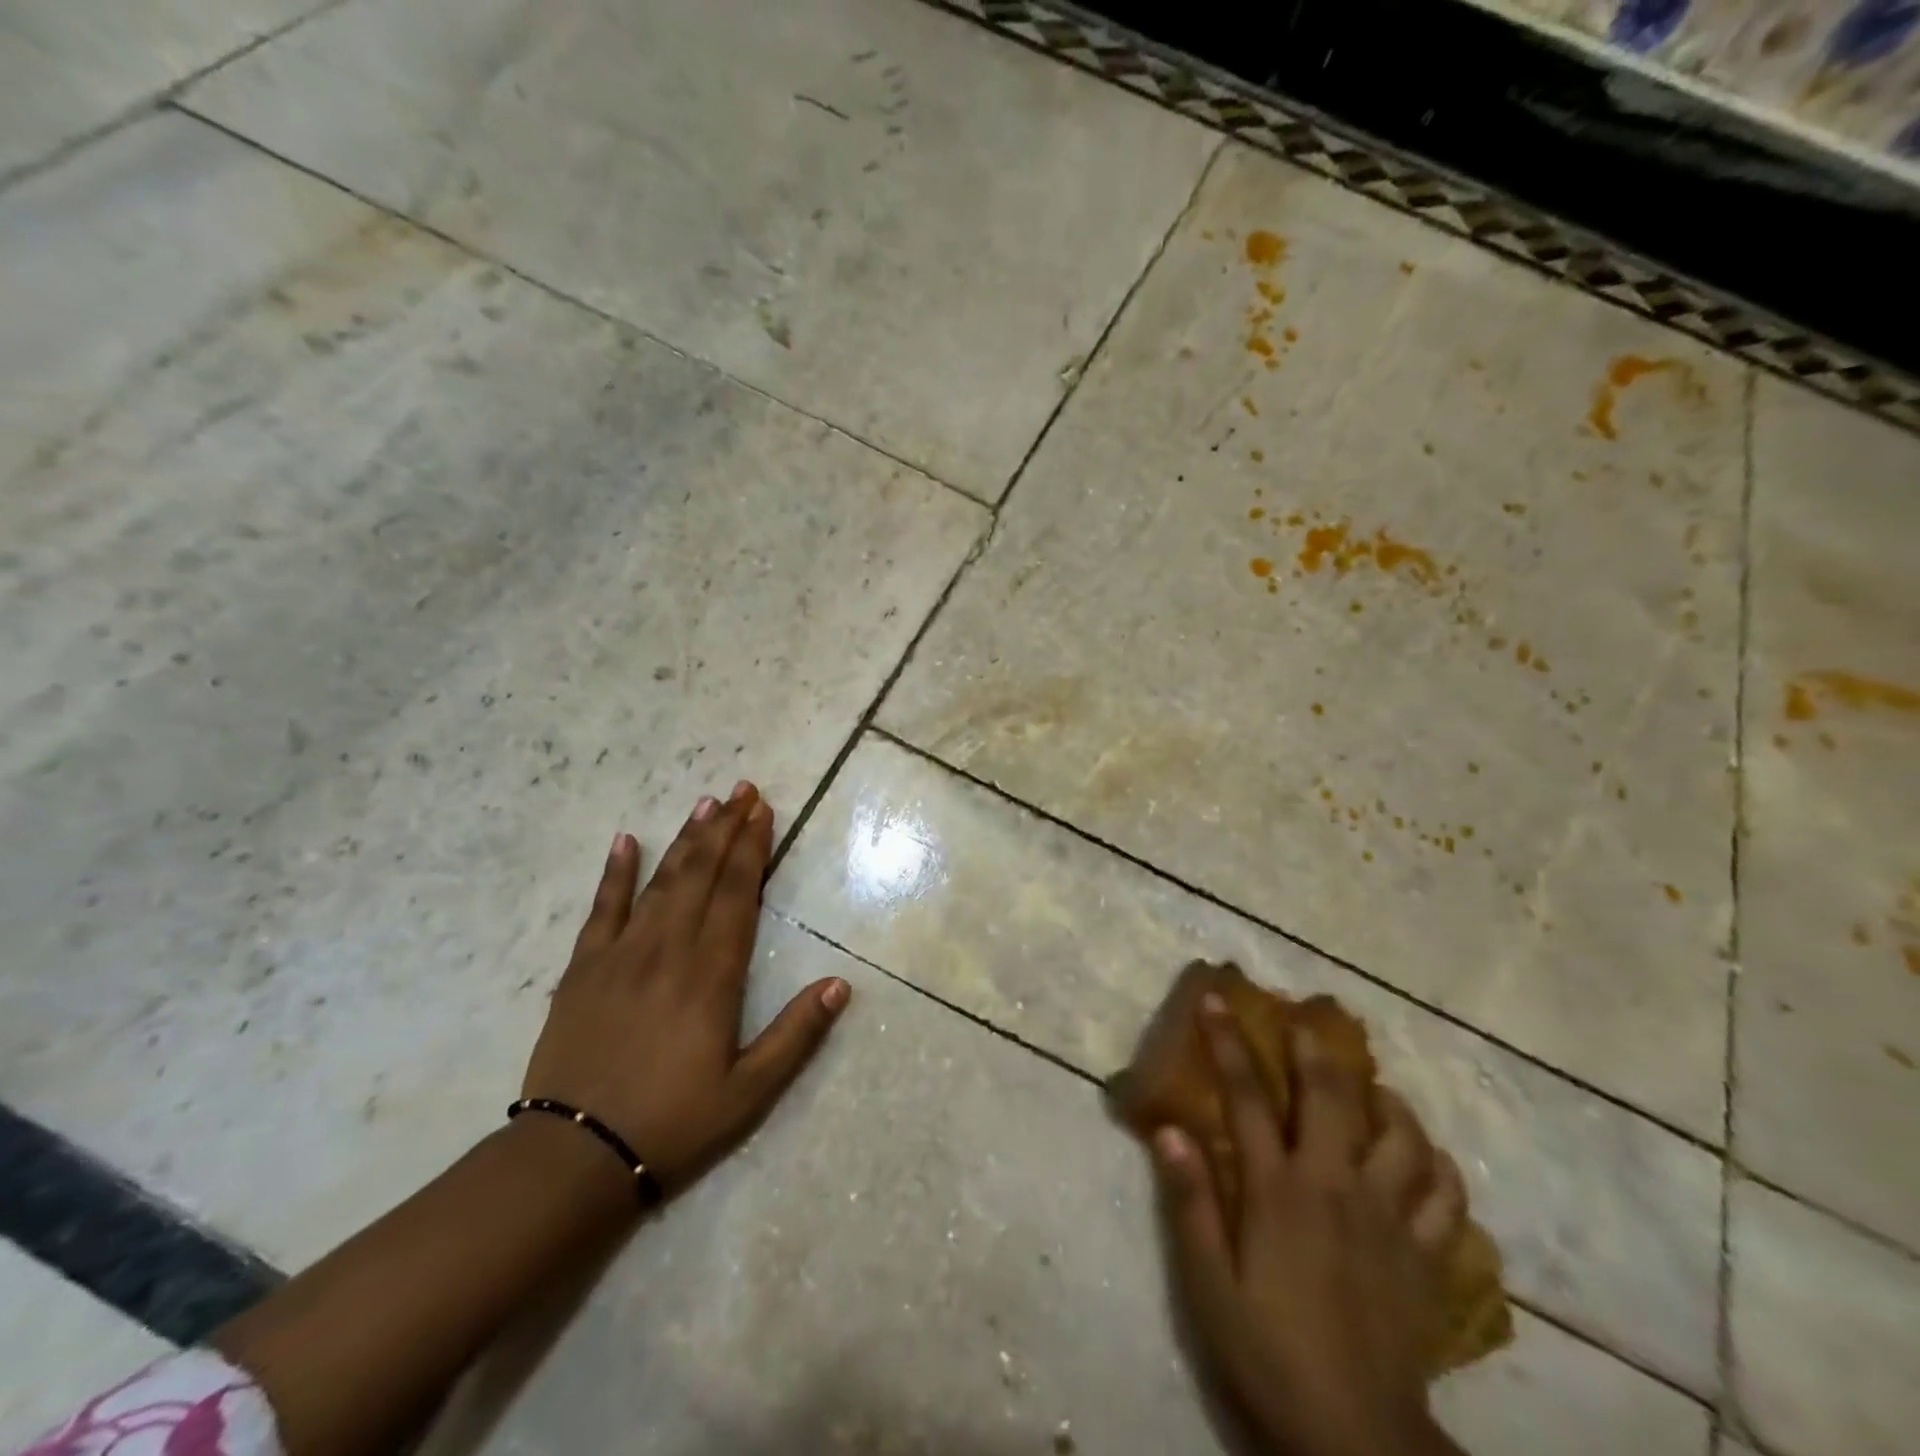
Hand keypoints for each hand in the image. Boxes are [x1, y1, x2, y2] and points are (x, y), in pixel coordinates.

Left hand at [521, 781, 849, 1195]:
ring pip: (661, 882)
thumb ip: (796, 1035)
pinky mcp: (583, 969)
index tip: (764, 811)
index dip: (753, 849)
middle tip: (742, 790)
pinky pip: (602, 909)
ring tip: (706, 804)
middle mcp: (669, 950)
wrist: (573, 1158)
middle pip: (702, 875)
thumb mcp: (750, 1092)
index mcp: (711, 974)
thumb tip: (840, 984)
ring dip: (686, 840)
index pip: (737, 894)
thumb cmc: (672, 1123)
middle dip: (726, 829)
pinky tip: (626, 841)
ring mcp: (621, 954)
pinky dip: (615, 873)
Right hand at [1153, 996, 1467, 1455]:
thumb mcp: (1208, 1285)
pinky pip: (1448, 1197)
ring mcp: (1392, 1221)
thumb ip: (1191, 1204)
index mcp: (1280, 1191)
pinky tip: (1426, 1158)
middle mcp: (1338, 1187)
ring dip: (1387, 1101)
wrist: (1357, 1438)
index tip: (1217, 1000)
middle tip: (1307, 1022)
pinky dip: (1439, 1165)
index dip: (1229, 1042)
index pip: (1248, 1096)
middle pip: (1332, 1098)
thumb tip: (1169, 1129)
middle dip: (1315, 1051)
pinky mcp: (1429, 1259)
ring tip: (1373, 1088)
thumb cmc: (1269, 1352)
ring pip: (1403, 1137)